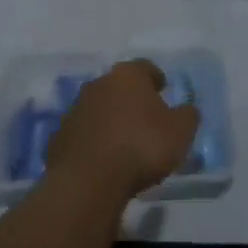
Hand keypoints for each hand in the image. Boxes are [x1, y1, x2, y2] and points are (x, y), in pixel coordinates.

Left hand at [44, 59, 199, 201]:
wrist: (88, 180)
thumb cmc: (141, 147)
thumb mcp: (181, 132)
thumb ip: (188, 115)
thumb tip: (187, 109)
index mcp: (128, 75)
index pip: (146, 68)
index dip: (157, 80)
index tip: (164, 92)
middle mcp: (99, 83)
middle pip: (120, 86)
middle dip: (132, 99)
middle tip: (147, 119)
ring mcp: (75, 108)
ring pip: (100, 108)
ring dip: (111, 119)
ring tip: (125, 143)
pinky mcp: (59, 136)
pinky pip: (84, 133)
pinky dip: (94, 141)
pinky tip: (105, 159)